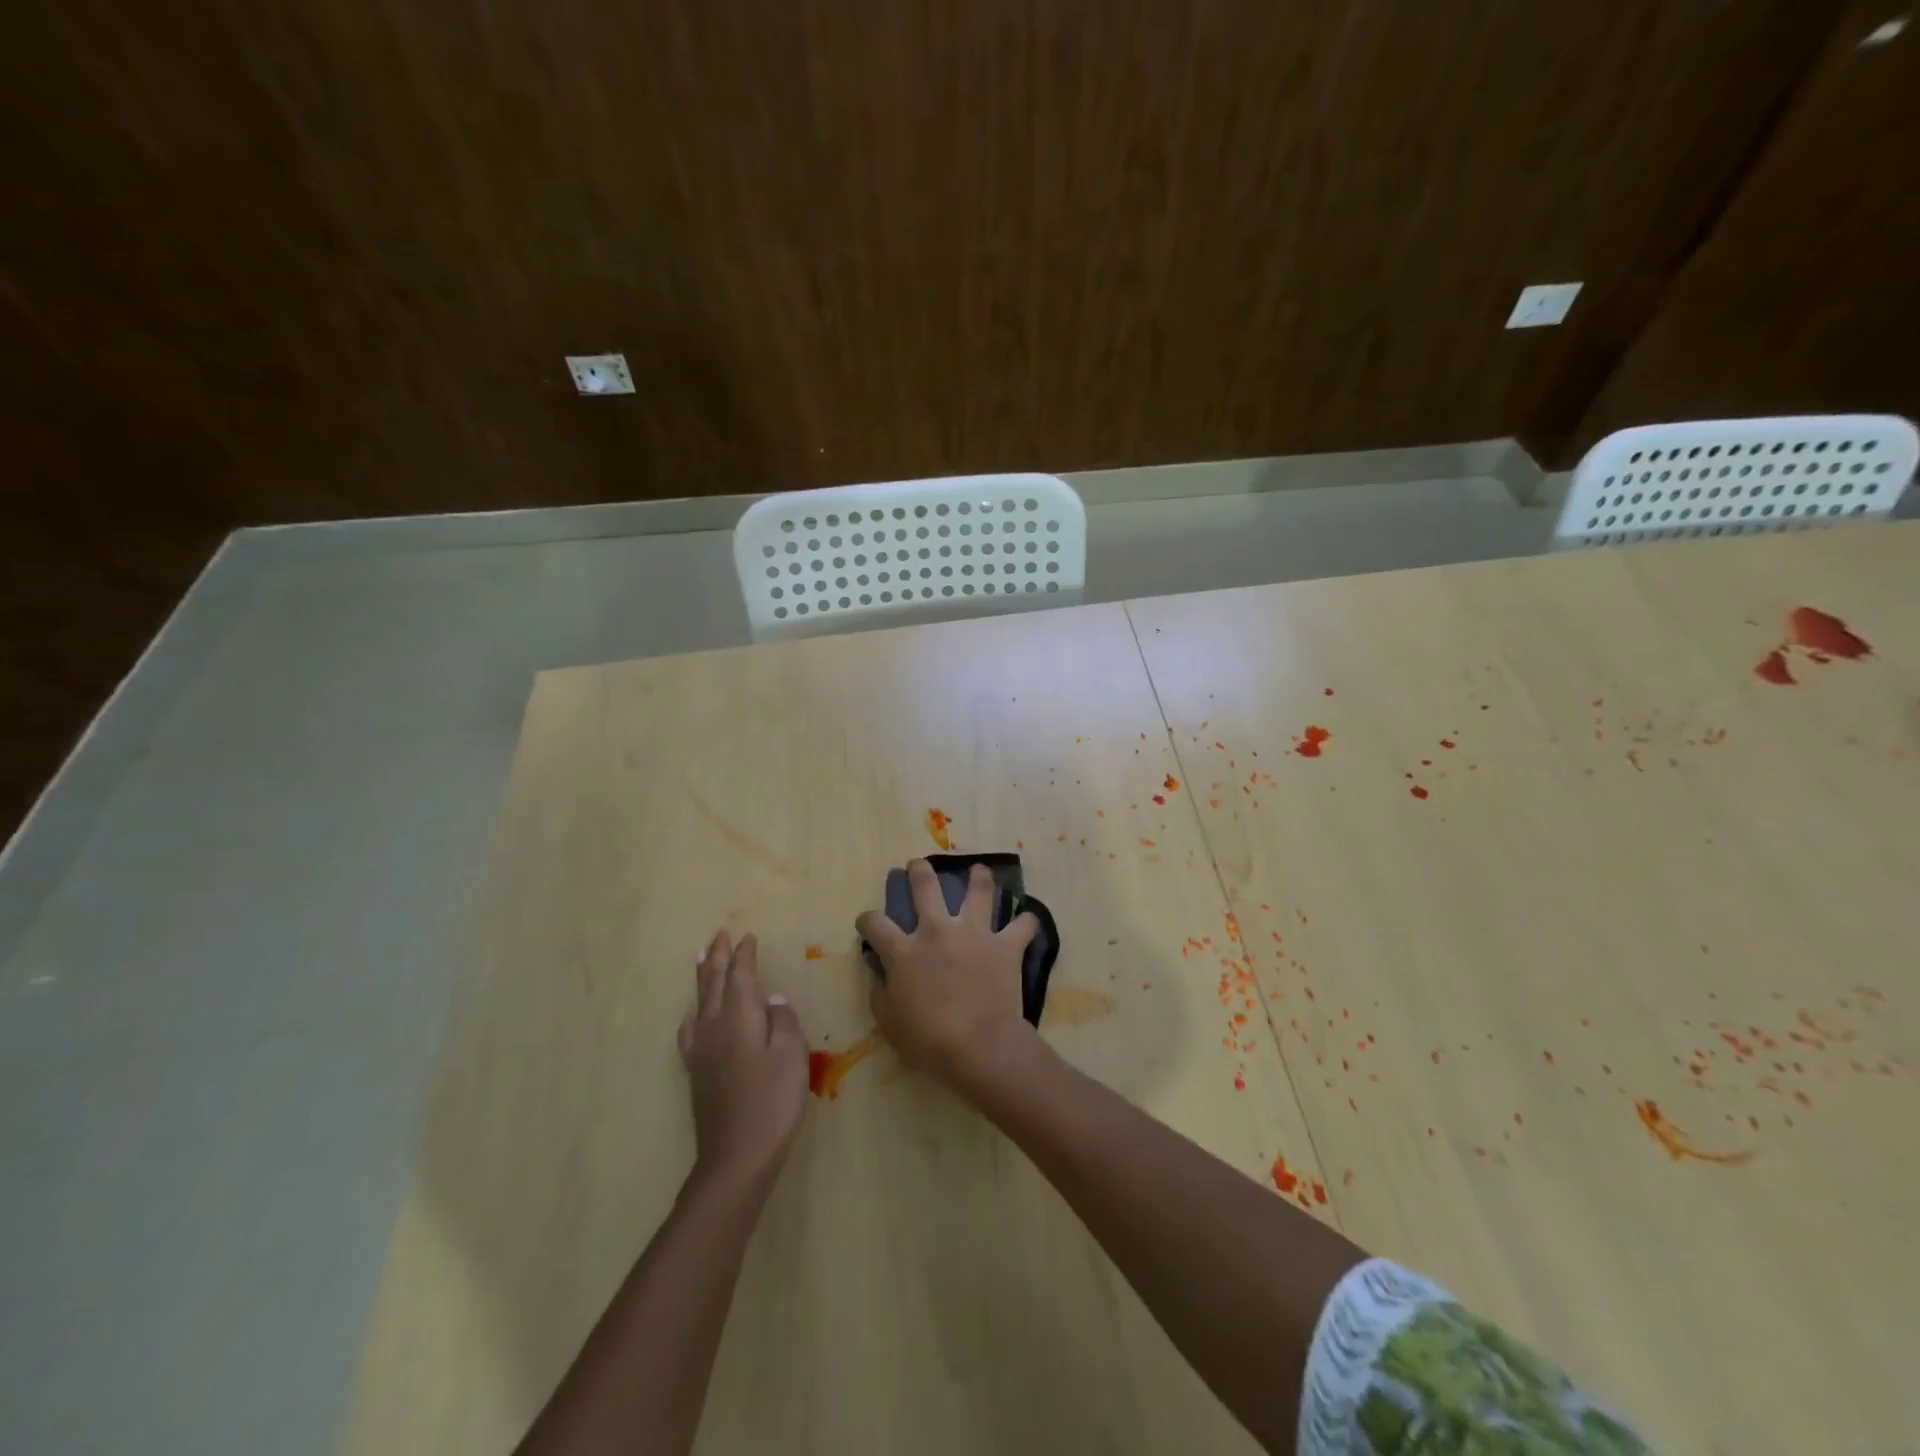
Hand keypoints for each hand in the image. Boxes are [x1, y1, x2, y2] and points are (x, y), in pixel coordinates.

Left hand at [679, 930, 807, 1193]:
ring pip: (699, 1002)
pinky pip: (690, 1030)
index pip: (741, 976)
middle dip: (718, 957)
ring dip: (702, 976)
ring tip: (701, 957)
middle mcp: (715, 1026)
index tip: (747, 936)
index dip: (744, 955)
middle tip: (719, 934)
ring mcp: (702, 1050)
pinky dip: (693, 1013)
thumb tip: (771, 1000)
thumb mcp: (792, 1055)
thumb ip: (783, 1021)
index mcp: (740, 1017)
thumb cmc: (772, 1101)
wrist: (736, 1157)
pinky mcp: (697, 1072)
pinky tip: (692, 1016)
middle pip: (714, 982)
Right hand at [855, 860, 1039, 1092]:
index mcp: (904, 950)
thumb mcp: (888, 1020)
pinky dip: (1026, 922)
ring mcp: (974, 933)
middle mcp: (937, 930)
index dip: (867, 920)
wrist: (978, 1044)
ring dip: (979, 877)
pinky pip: (1022, 925)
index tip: (867, 923)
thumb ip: (880, 991)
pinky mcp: (1005, 945)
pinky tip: (1027, 920)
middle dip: (919, 871)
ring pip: (979, 890)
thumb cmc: (927, 1038)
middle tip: (918, 865)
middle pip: (925, 886)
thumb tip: (880, 973)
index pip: (875, 923)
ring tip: (979, 871)